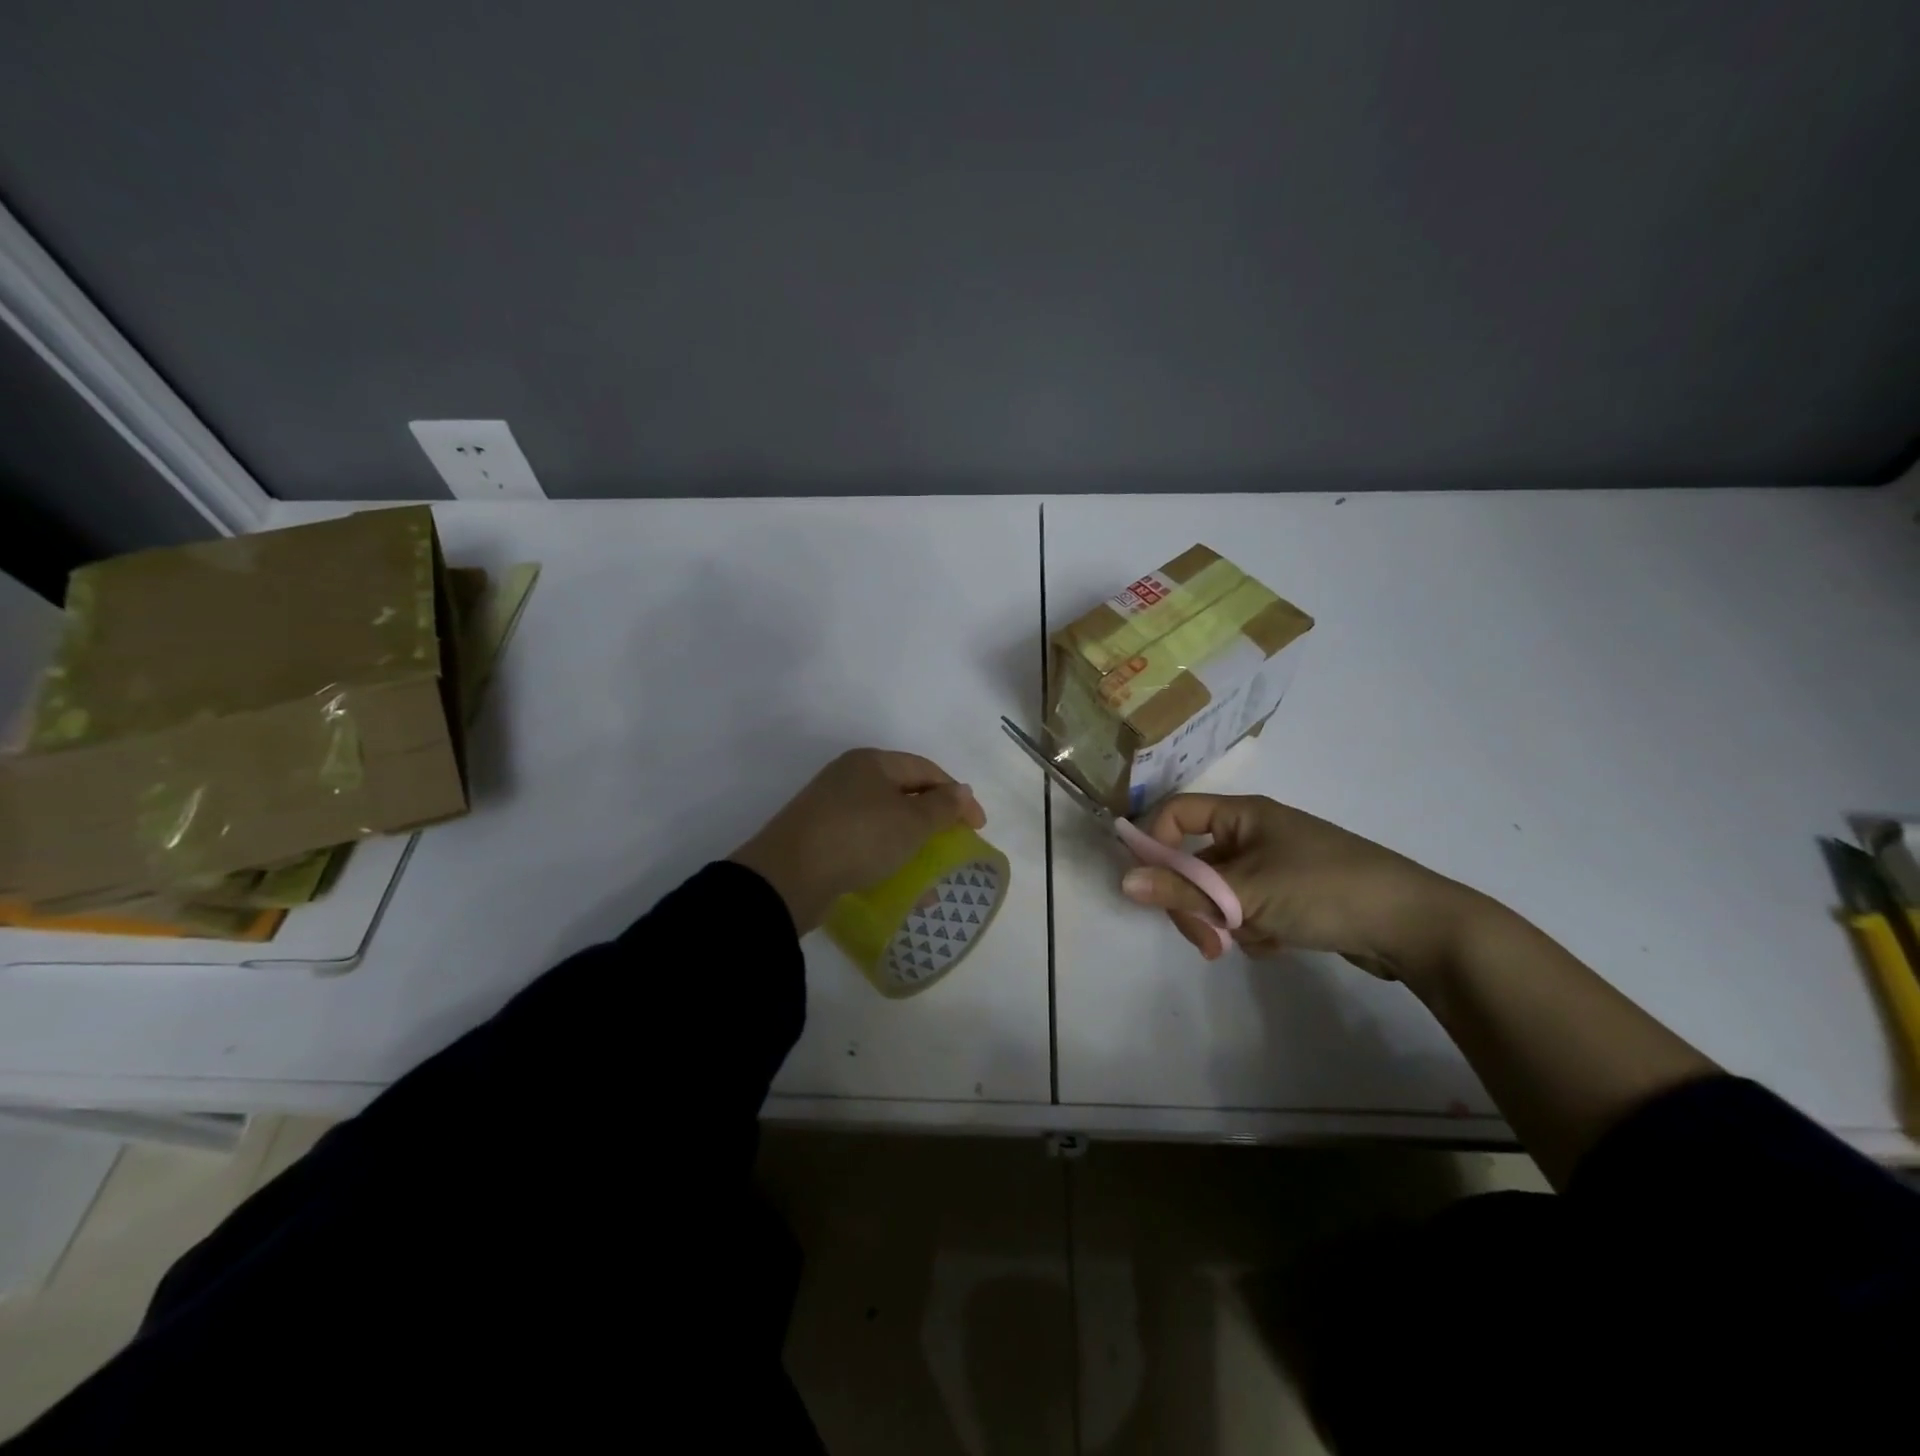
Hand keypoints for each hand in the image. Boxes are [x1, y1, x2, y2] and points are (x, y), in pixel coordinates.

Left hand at [731, 749, 986, 933]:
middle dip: (933, 820)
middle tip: (954, 844)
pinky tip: (899, 884)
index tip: (978, 827)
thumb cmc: (859, 838)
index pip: (926, 770)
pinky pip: (865, 843)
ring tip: (930, 872)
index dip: (957, 795)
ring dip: (911, 844)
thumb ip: (942, 806)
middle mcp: (849, 778)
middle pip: (904, 793)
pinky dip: (887, 858)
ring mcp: (831, 808)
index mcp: (871, 763)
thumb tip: (962, 791)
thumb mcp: (911, 822)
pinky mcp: (820, 839)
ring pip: (885, 821)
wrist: (788, 877)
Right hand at [1119, 793, 1491, 985]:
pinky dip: (1254, 930)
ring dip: (1226, 922)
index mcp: (1243, 815)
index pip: (1176, 815)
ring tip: (1253, 941)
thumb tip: (1123, 880)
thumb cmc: (1323, 889)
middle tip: (1206, 940)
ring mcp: (1275, 866)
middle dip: (1195, 902)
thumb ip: (1182, 888)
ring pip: (1221, 894)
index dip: (1155, 844)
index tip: (1150, 886)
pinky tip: (1279, 943)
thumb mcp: (1245, 892)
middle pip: (1195, 862)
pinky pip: (1249, 911)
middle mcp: (1255, 833)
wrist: (1414, 926)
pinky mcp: (1293, 897)